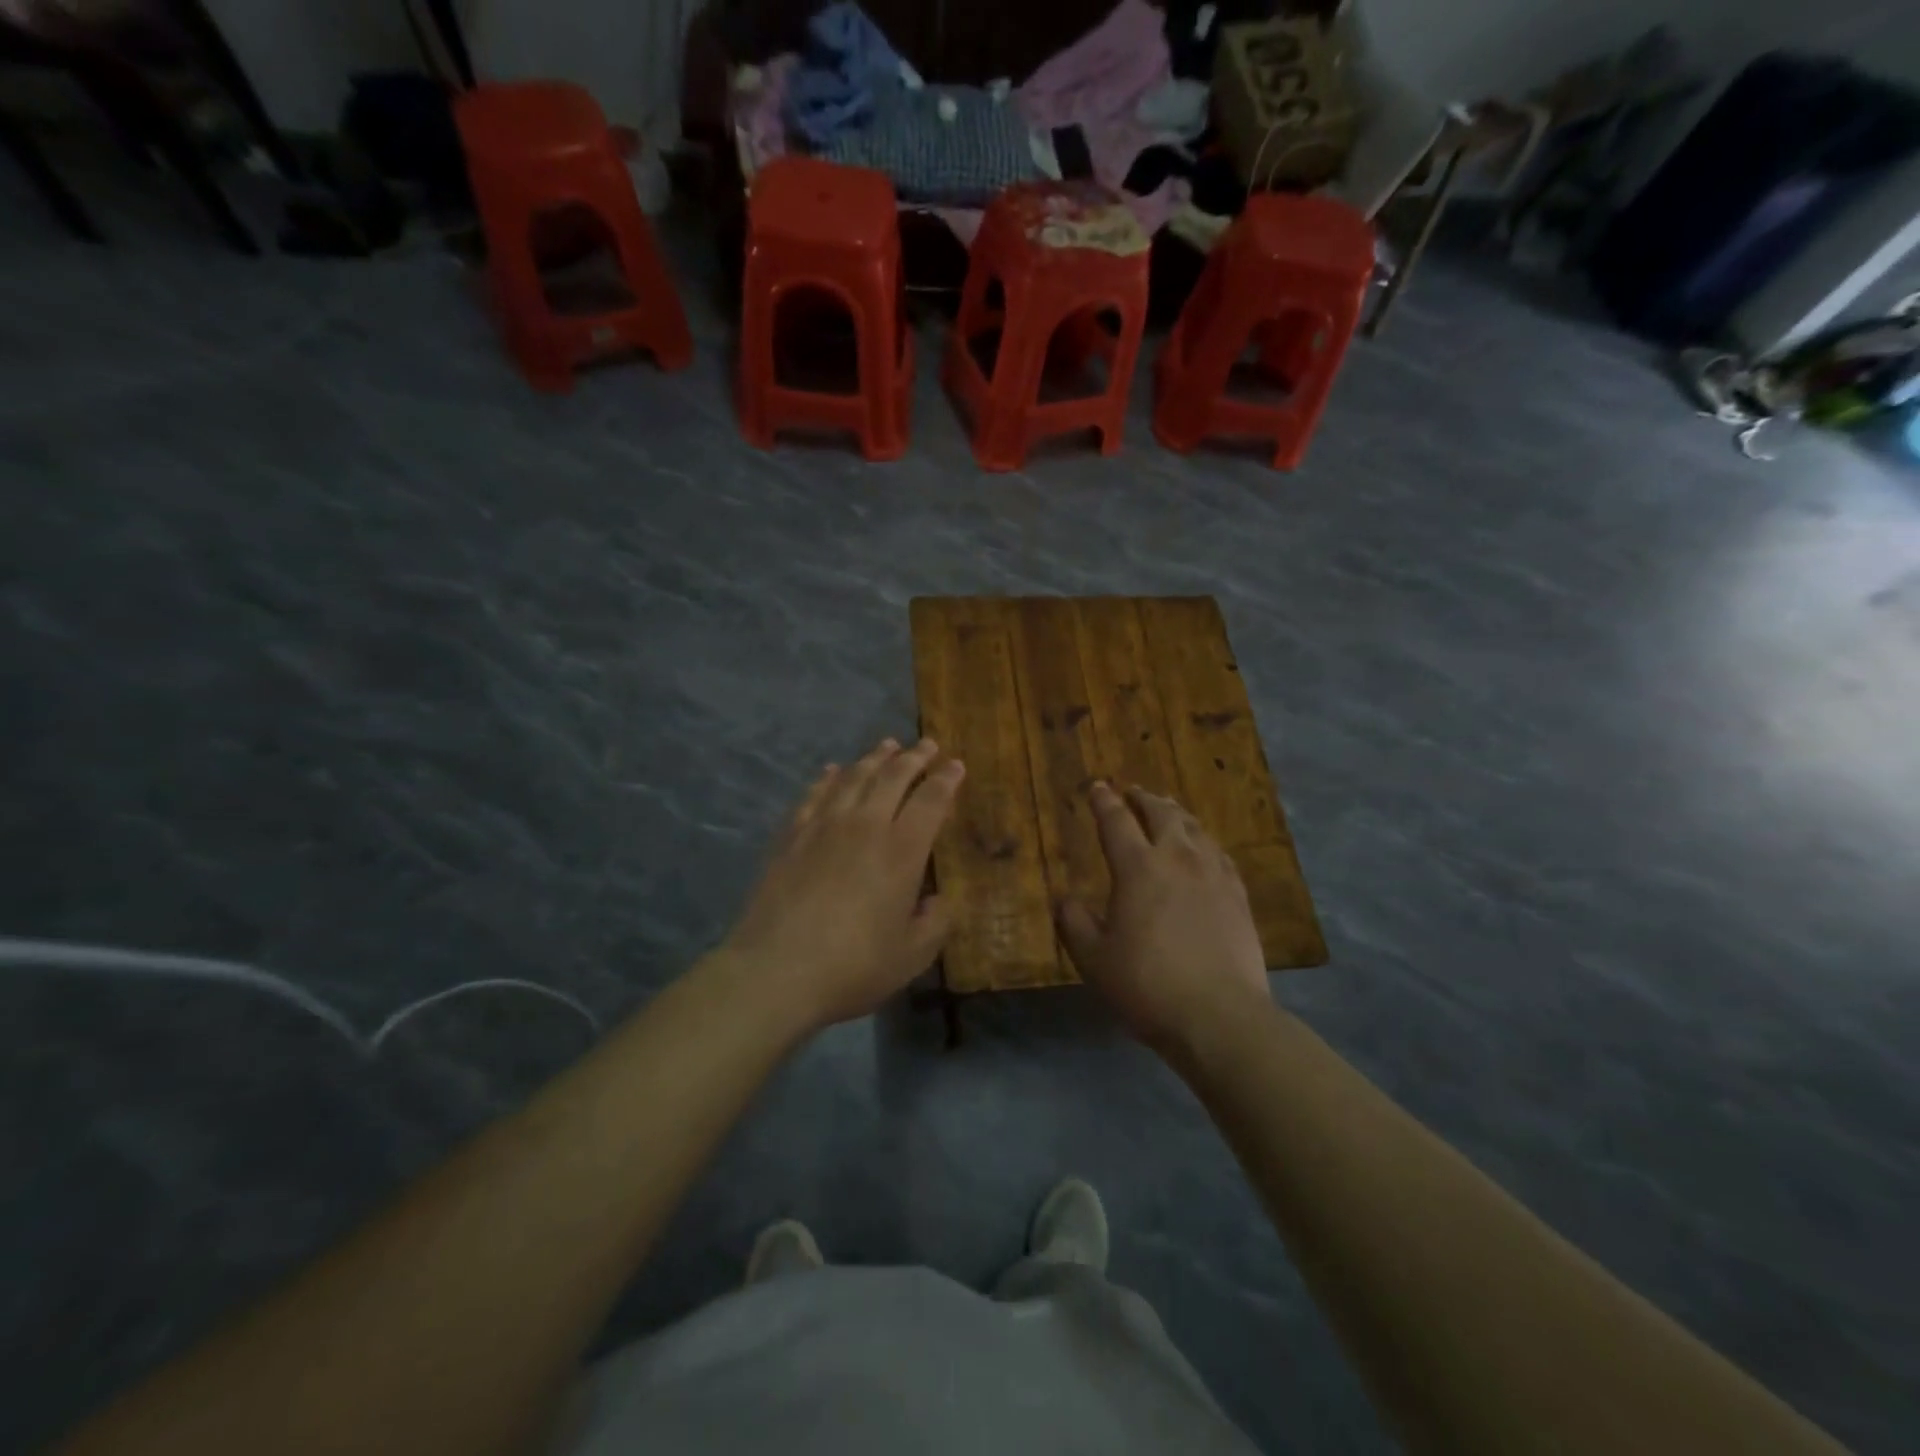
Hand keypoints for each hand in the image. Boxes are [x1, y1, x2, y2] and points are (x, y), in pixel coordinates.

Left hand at [720, 738, 964, 1030]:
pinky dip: (829, 777)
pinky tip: (833, 771)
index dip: (946, 780)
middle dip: (915, 758)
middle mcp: (866, 825)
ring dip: (874, 758)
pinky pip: (815, 794)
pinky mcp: (791, 835)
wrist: (777, 970)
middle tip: (927, 744)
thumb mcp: (912, 955)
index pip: (931, 800)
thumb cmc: (854, 966)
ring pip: (854, 777)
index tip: (956, 766)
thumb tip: (939, 900)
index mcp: (902, 850)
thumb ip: (935, 922)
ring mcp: (824, 826)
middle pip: (893, 777)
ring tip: (887, 746)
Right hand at [1057, 783, 1271, 1054]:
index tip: (1097, 787)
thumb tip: (1064, 899)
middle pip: (1162, 814)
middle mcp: (1178, 860)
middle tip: (1133, 792)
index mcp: (1138, 868)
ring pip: (1194, 829)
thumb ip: (1074, 923)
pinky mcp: (1239, 896)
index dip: (1104, 802)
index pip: (1117, 822)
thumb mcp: (1094, 958)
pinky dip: (1204, 841)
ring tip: (1168, 810)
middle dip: (1144, 799)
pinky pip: (1219, 854)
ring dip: (1176, 814)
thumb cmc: (1147, 984)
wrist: (1220, 1015)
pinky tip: (1204, 849)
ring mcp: (1214, 875)